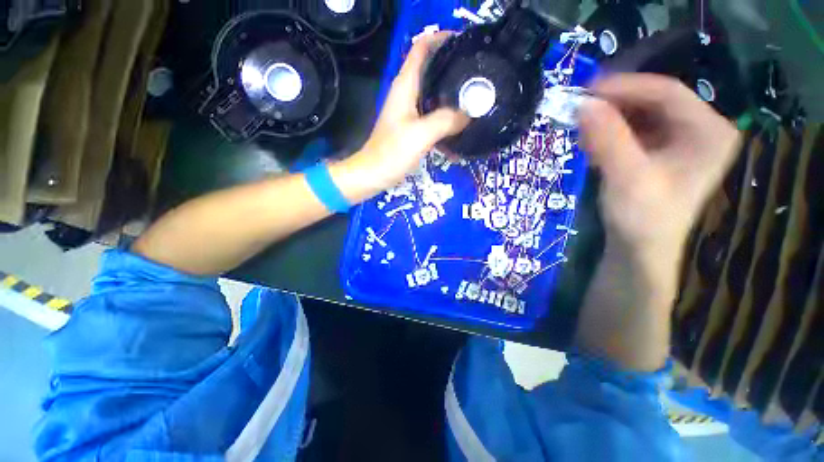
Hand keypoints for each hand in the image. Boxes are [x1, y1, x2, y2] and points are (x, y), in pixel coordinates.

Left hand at [351, 32, 468, 190]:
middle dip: (453, 70)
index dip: (442, 39)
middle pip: (431, 71)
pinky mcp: (411, 129)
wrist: (373, 175)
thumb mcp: (420, 135)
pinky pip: (432, 119)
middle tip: (477, 76)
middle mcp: (406, 95)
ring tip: (474, 101)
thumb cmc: (392, 153)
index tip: (466, 44)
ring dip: (451, 98)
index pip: (422, 48)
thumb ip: (445, 120)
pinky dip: (445, 121)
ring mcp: (409, 113)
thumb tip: (469, 114)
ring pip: (433, 97)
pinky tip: (459, 130)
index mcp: (405, 86)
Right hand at [579, 74, 740, 257]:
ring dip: (608, 123)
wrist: (640, 248)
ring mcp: (680, 140)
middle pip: (653, 102)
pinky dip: (609, 135)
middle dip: (614, 107)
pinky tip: (593, 147)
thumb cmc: (643, 218)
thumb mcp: (627, 177)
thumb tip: (583, 104)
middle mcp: (699, 129)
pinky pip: (633, 131)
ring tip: (584, 137)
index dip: (626, 87)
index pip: (668, 93)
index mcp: (709, 132)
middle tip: (580, 115)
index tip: (587, 90)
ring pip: (640, 116)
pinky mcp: (660, 151)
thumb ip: (608, 139)